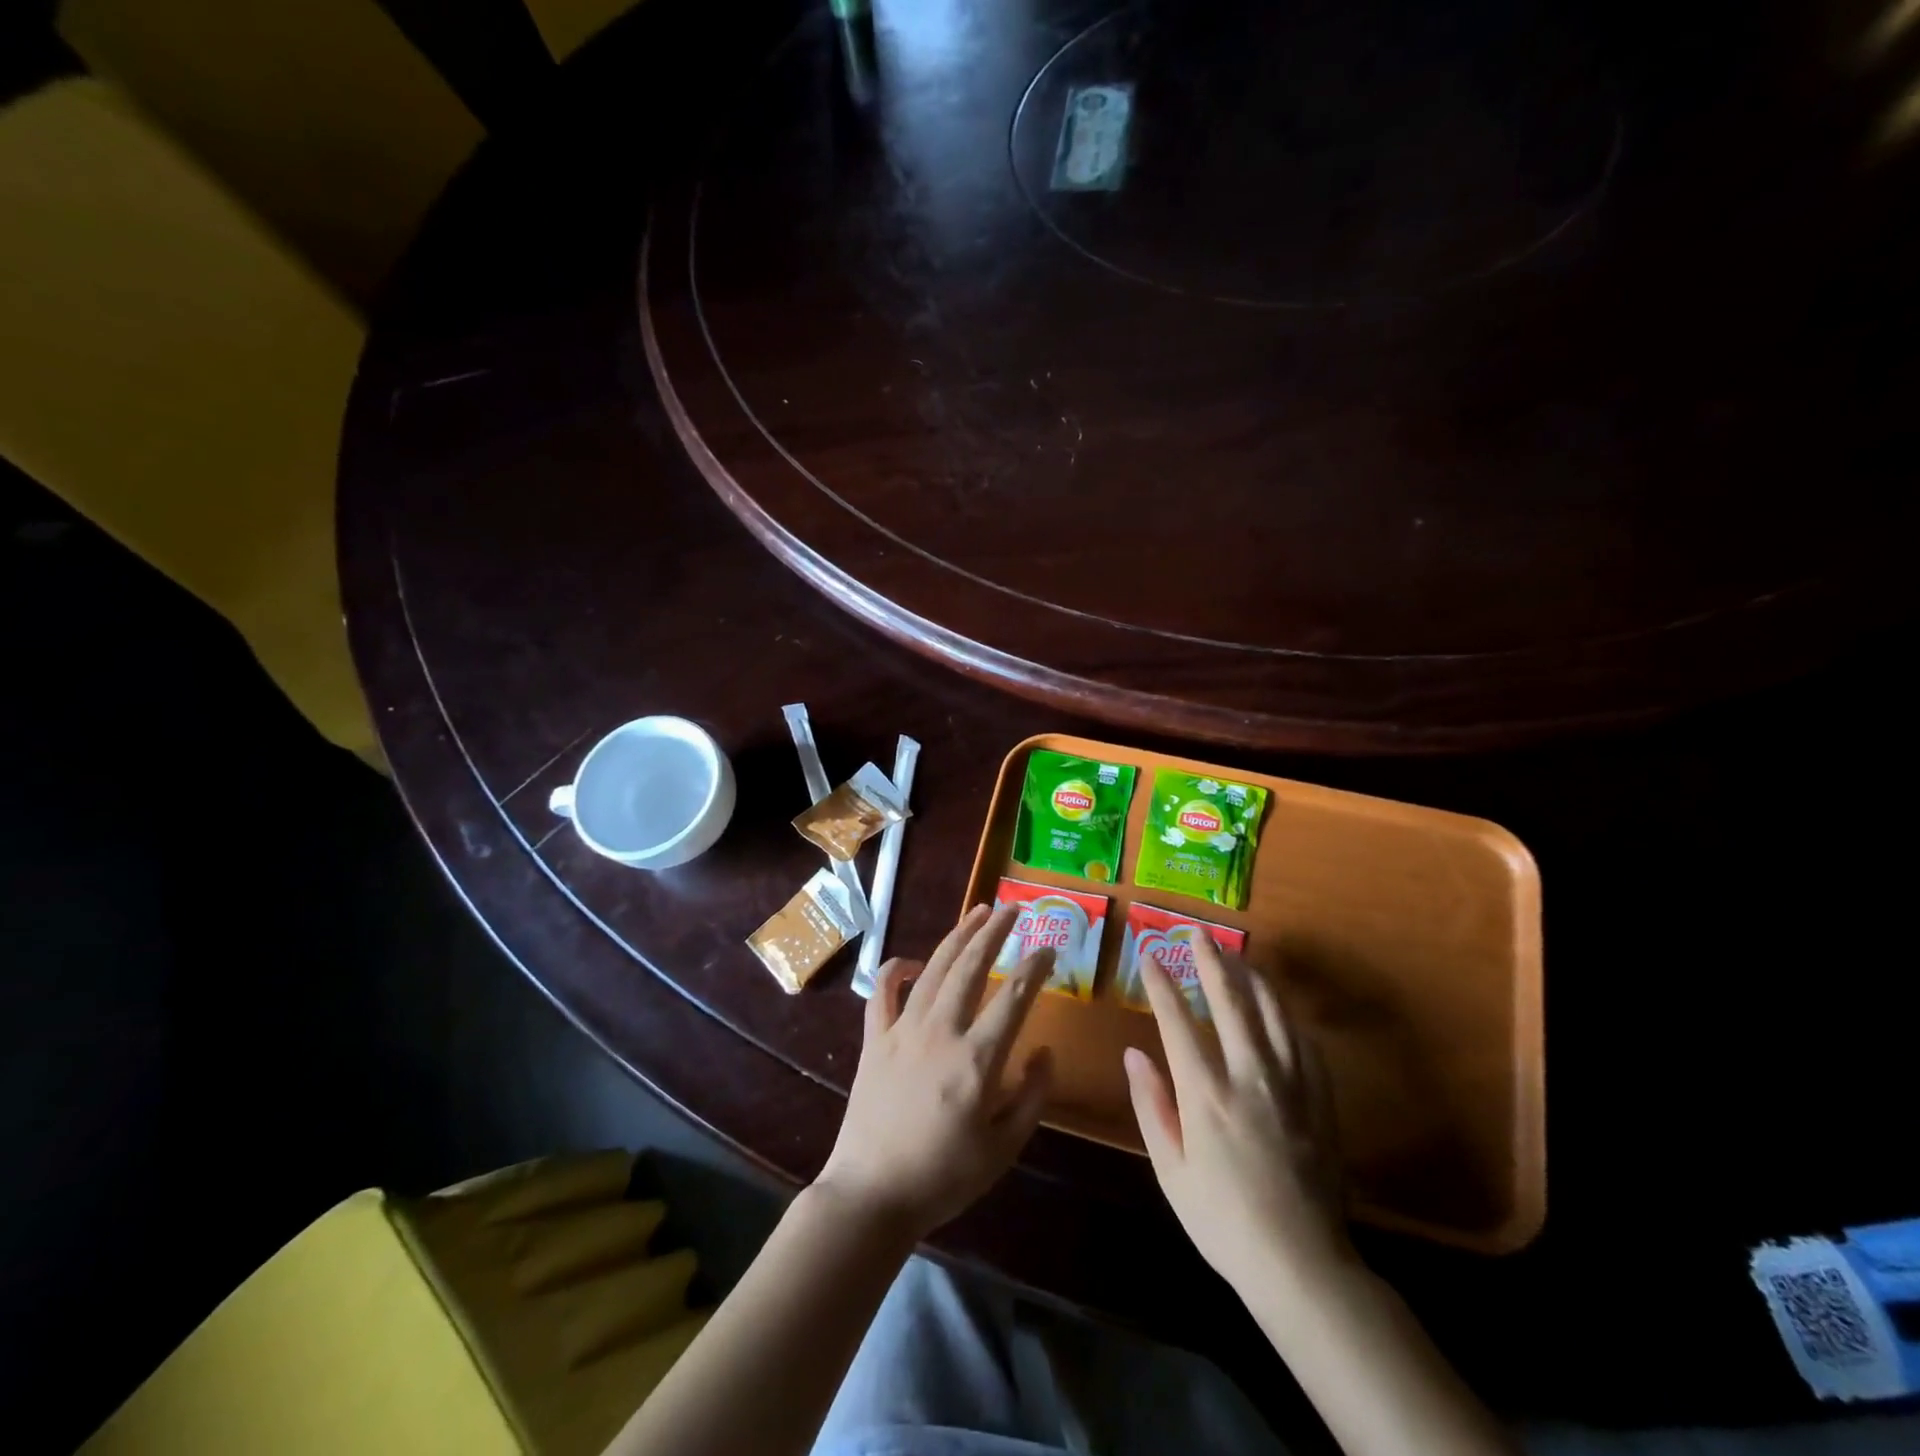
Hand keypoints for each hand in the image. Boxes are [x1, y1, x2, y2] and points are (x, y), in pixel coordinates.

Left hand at [815, 903, 1055, 1240]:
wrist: (871, 1194)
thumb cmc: (944, 1176)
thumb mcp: (1004, 1148)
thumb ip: (1032, 1096)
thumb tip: (1044, 1051)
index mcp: (977, 1059)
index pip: (1015, 997)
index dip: (1036, 967)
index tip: (1050, 948)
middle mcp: (941, 1031)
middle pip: (972, 966)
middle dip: (996, 931)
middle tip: (1014, 908)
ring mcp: (903, 1030)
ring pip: (935, 968)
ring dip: (958, 936)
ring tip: (978, 912)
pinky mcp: (875, 1038)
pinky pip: (884, 991)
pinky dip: (897, 968)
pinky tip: (914, 960)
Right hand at [1123, 938, 1351, 1295]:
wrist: (1304, 1266)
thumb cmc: (1223, 1221)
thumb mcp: (1170, 1171)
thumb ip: (1151, 1105)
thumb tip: (1133, 1053)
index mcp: (1207, 1094)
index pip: (1178, 1021)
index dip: (1161, 983)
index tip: (1149, 954)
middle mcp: (1250, 1076)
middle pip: (1230, 1002)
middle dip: (1211, 961)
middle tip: (1198, 933)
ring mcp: (1291, 1085)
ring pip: (1272, 1012)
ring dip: (1251, 978)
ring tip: (1237, 955)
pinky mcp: (1320, 1099)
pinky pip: (1303, 1041)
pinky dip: (1284, 1015)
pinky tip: (1276, 1008)